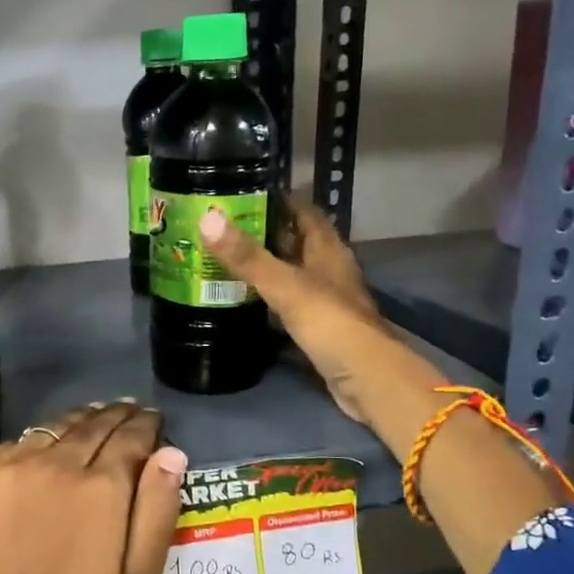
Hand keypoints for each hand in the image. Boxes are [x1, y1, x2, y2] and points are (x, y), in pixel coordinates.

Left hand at [0, 402, 186, 573]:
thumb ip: (158, 508)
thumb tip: (171, 453)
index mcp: (103, 485)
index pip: (132, 435)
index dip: (146, 423)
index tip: (153, 418)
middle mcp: (59, 462)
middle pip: (95, 423)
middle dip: (117, 414)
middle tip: (128, 409)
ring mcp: (15, 463)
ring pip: (56, 425)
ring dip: (80, 418)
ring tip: (93, 416)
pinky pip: (19, 442)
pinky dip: (41, 439)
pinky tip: (48, 445)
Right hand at [200, 193, 411, 421]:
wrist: (366, 379)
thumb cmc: (330, 323)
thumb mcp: (284, 286)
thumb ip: (247, 256)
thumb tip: (208, 218)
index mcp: (327, 250)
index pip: (304, 212)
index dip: (279, 200)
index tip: (242, 195)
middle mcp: (329, 270)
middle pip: (296, 242)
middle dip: (264, 233)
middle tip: (223, 229)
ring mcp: (326, 300)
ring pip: (292, 274)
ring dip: (266, 267)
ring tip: (226, 261)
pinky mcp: (319, 328)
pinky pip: (289, 304)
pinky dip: (269, 299)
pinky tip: (246, 302)